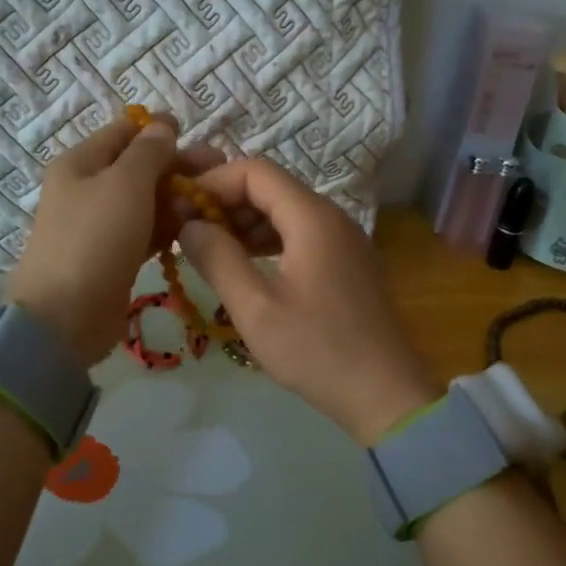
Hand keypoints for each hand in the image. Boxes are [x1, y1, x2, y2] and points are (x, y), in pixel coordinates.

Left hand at [7, 114, 220, 365]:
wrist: (65, 315)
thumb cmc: (95, 238)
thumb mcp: (125, 183)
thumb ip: (149, 152)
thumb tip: (163, 126)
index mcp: (81, 162)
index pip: (124, 131)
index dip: (160, 130)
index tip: (197, 137)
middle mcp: (88, 188)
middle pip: (139, 166)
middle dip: (178, 166)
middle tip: (220, 173)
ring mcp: (101, 225)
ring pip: (147, 201)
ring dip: (178, 198)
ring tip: (215, 204)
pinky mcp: (115, 256)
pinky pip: (147, 231)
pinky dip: (169, 227)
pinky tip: (196, 228)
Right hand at [177, 159, 443, 444]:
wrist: (384, 393)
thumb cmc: (316, 350)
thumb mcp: (255, 308)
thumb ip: (218, 259)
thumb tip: (188, 226)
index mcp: (313, 218)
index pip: (256, 171)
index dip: (213, 181)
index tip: (180, 208)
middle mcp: (333, 217)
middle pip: (272, 188)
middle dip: (227, 202)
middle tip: (188, 231)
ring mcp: (345, 240)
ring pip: (286, 212)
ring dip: (246, 223)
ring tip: (209, 250)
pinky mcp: (348, 263)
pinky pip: (302, 235)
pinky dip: (268, 241)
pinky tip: (245, 266)